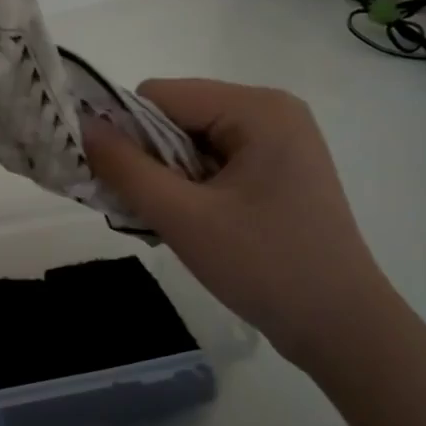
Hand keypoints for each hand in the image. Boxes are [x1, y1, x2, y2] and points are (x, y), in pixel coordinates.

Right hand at [82, 80, 398, 373]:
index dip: (126, 132)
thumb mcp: (183, 217)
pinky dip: (190, 188)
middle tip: (146, 211)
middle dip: (149, 160)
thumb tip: (81, 125)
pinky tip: (194, 225)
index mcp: (256, 108)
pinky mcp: (279, 170)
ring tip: (173, 224)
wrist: (344, 330)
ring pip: (190, 142)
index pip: (160, 96)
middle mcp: (270, 111)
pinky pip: (214, 162)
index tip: (117, 182)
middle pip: (176, 116)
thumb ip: (125, 168)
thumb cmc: (265, 267)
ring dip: (168, 179)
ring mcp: (279, 141)